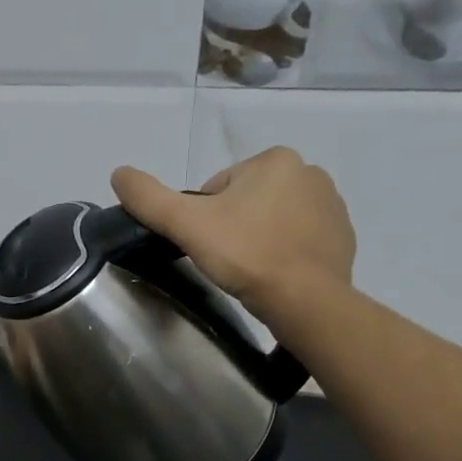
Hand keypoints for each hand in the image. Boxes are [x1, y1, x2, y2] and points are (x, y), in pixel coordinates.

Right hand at [110, 147, 354, 321]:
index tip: (207, 244)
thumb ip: (148, 197)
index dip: (203, 218)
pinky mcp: (343, 237)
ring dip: (257, 238)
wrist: (306, 301)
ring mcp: (333, 205)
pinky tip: (275, 275)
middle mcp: (310, 172)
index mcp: (275, 159)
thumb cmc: (245, 254)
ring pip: (272, 219)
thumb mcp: (185, 223)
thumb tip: (118, 172)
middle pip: (245, 200)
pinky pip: (299, 239)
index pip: (218, 187)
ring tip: (250, 270)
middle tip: (225, 259)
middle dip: (232, 226)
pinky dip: (284, 253)